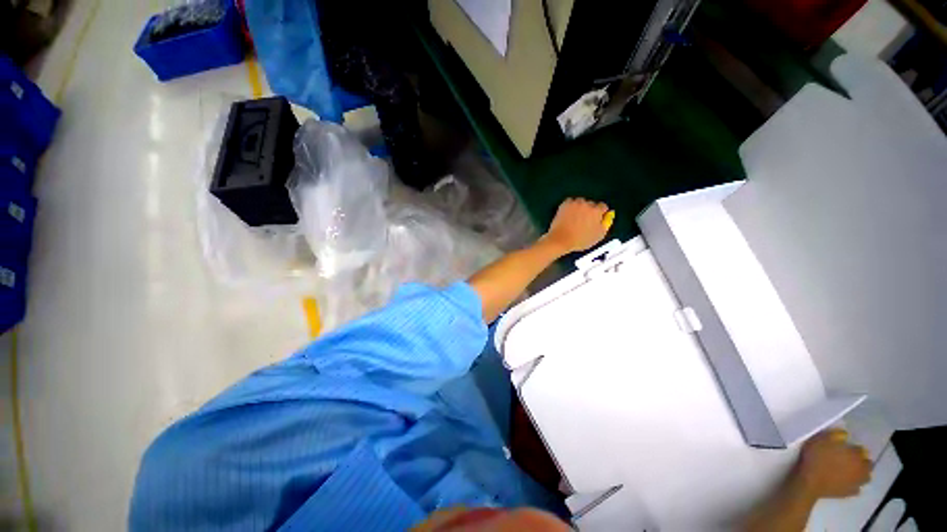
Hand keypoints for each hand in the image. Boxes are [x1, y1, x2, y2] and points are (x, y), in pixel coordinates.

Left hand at [543, 198, 610, 253]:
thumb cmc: (580, 240)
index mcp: (597, 211)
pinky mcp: (565, 204)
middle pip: (591, 204)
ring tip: (575, 218)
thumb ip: (605, 225)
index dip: (600, 214)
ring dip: (580, 208)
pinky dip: (570, 207)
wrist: (560, 239)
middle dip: (589, 211)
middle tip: (584, 221)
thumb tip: (607, 217)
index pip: (603, 207)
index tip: (595, 220)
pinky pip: (570, 202)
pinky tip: (568, 215)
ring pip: (580, 202)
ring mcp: (575, 203)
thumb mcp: (598, 236)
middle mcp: (587, 204)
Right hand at [792, 429, 871, 499]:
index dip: (854, 448)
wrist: (808, 481)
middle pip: (868, 465)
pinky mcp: (848, 493)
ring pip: (865, 478)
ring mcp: (856, 483)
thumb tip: (845, 435)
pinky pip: (856, 488)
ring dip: (860, 474)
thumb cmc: (816, 458)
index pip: (862, 450)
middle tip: (850, 459)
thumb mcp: (821, 440)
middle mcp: (861, 469)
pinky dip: (853, 485)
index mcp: (857, 456)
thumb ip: (836, 435)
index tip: (846, 447)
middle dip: (862, 462)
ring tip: (849, 471)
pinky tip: (845, 482)